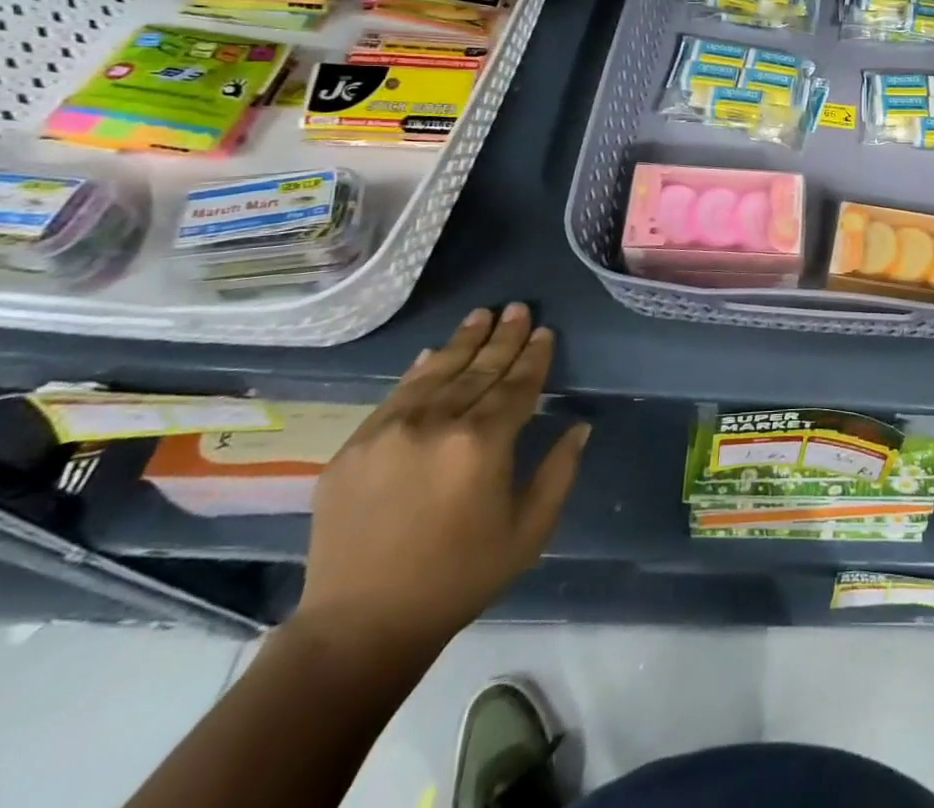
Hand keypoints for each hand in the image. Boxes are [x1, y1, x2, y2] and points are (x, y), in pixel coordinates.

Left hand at [294, 304, 588, 661]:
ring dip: (463, 342)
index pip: (517, 385)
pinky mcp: (353, 448)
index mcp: (482, 444)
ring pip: (436, 373)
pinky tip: (433, 353)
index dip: (534, 356)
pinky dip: (419, 371)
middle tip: (517, 307)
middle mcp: (436, 425)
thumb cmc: (458, 579)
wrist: (359, 627)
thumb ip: (559, 472)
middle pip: (478, 370)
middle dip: (502, 337)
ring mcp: (388, 432)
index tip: (544, 331)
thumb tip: (580, 426)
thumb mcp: (528, 531)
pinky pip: (395, 396)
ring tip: (481, 314)